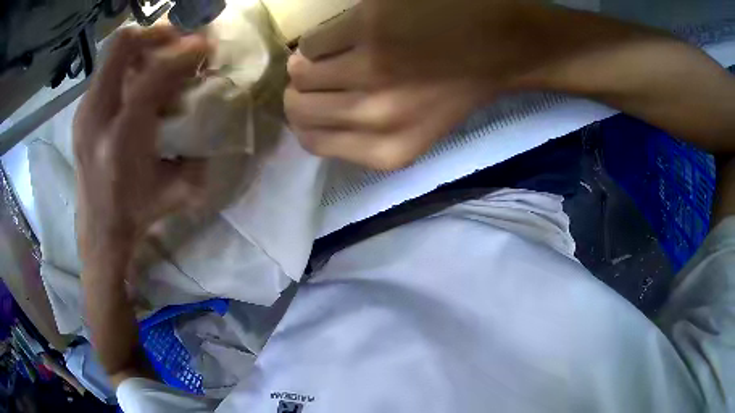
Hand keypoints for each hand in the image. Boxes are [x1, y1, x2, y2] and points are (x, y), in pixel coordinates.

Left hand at [74, 25, 209, 264]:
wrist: (100, 232)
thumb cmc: (138, 213)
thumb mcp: (180, 189)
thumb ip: (199, 147)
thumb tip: (214, 109)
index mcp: (123, 141)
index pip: (153, 75)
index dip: (184, 53)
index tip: (206, 46)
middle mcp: (97, 119)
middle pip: (122, 46)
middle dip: (156, 32)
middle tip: (178, 39)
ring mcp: (84, 113)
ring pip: (112, 54)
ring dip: (141, 46)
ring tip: (160, 57)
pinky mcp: (80, 114)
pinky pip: (105, 71)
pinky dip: (127, 64)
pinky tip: (139, 81)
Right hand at [285, 0, 542, 169]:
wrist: (504, 44)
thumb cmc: (462, 86)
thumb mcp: (416, 133)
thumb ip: (360, 136)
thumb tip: (308, 118)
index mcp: (388, 150)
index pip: (310, 142)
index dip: (305, 120)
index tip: (313, 102)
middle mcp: (375, 117)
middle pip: (297, 107)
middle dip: (303, 90)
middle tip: (322, 74)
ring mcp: (370, 68)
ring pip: (299, 71)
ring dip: (311, 61)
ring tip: (340, 52)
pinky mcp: (368, 27)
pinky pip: (314, 40)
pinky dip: (325, 36)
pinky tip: (352, 34)